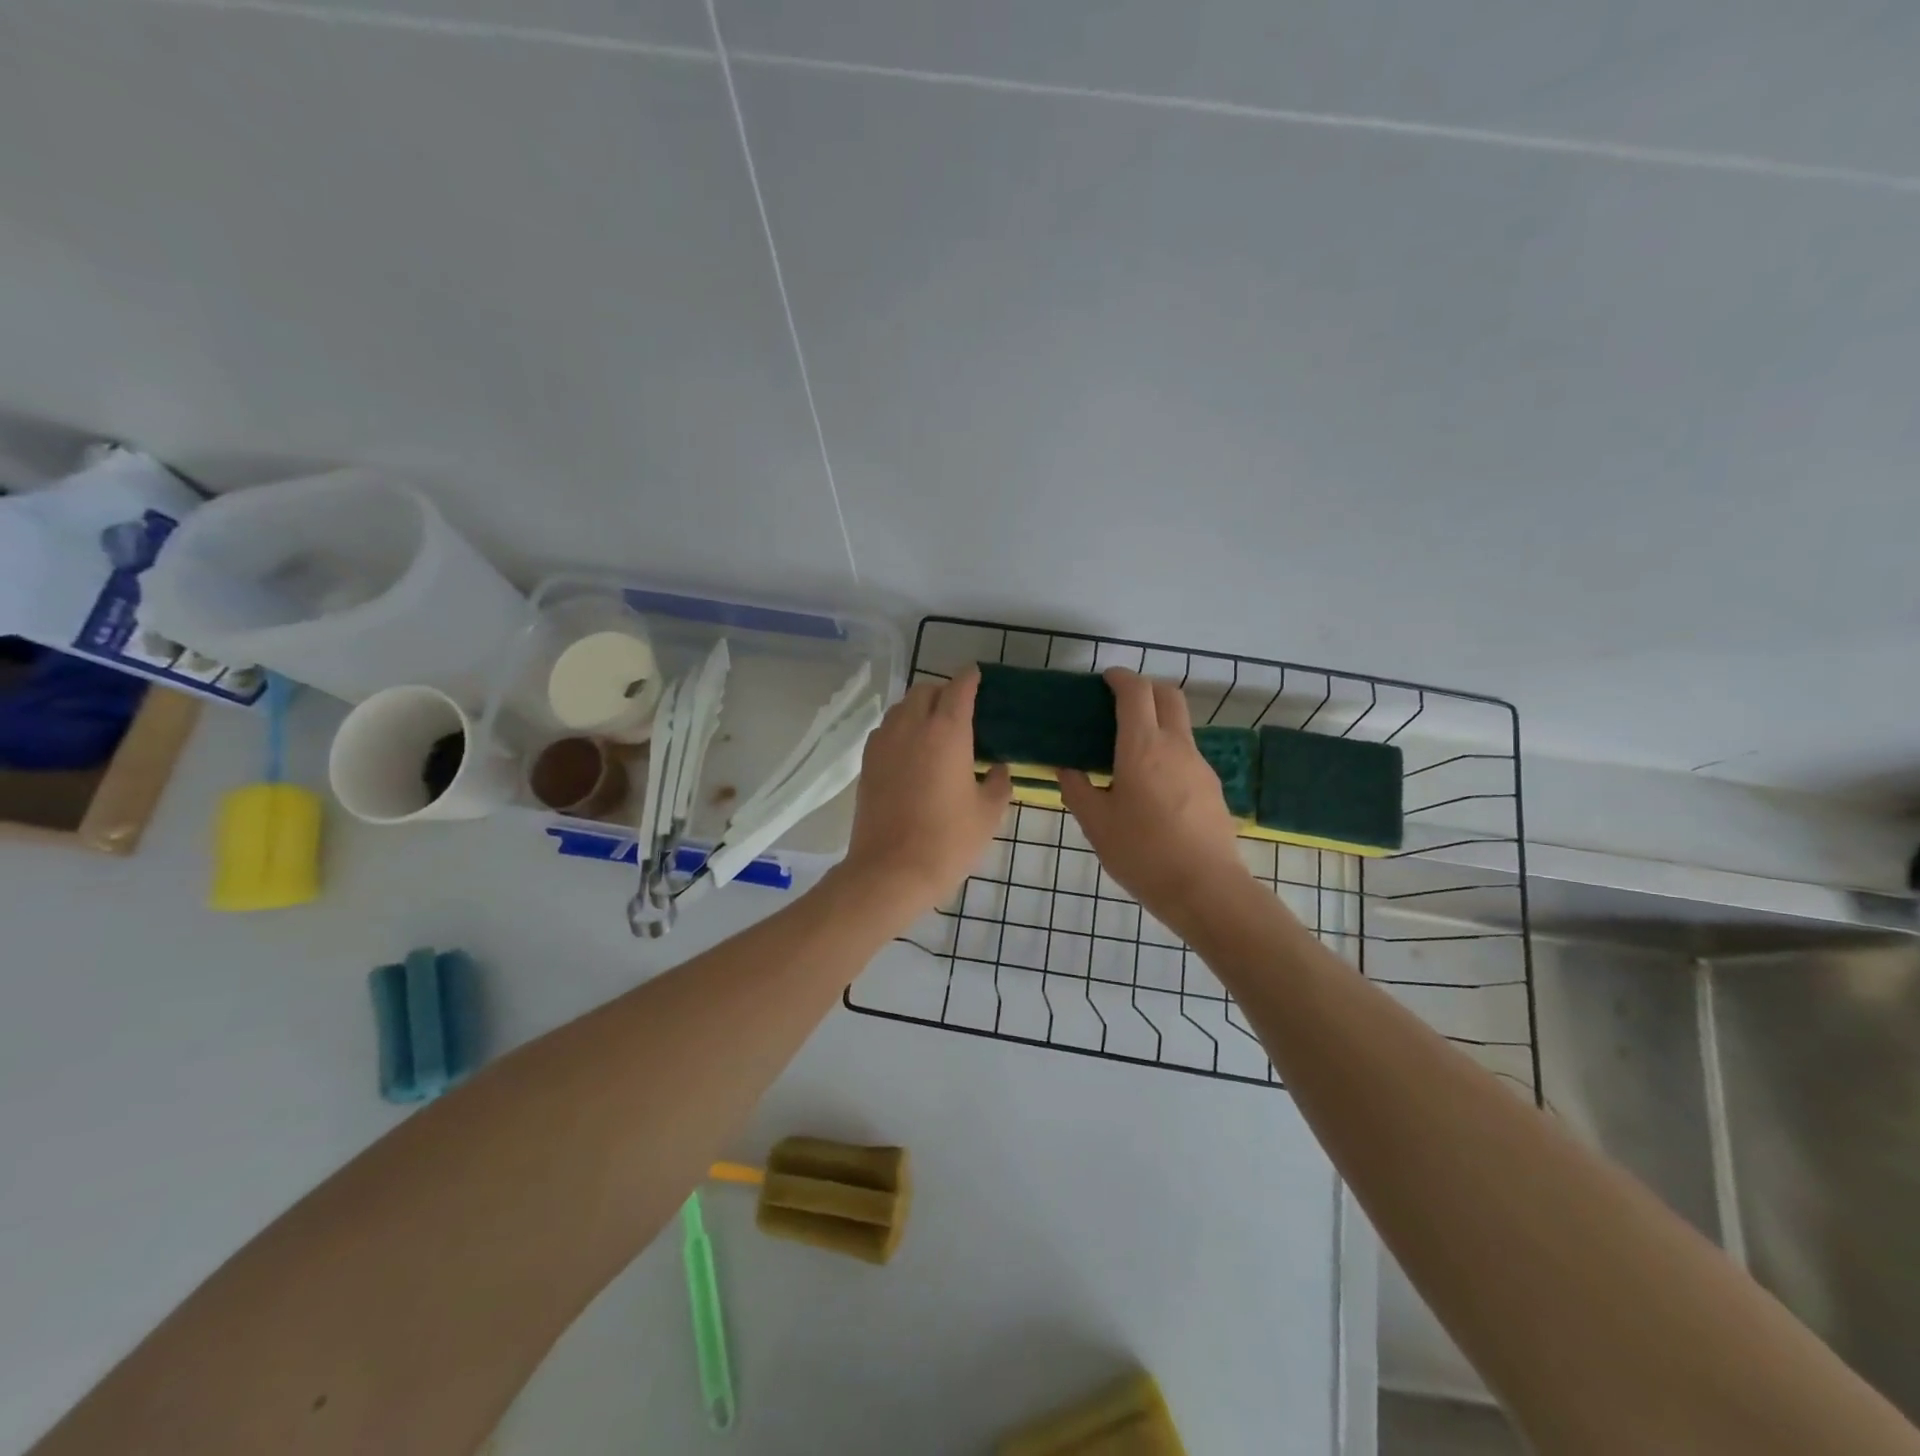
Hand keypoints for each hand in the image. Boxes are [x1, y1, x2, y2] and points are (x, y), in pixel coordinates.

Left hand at [840, 666, 1010, 920]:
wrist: (890, 871)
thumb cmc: (948, 841)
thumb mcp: (988, 814)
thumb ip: (999, 783)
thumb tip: (998, 769)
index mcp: (947, 731)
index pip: (959, 686)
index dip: (971, 678)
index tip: (979, 677)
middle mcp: (911, 726)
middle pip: (926, 690)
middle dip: (944, 691)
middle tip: (961, 711)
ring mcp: (884, 743)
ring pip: (901, 707)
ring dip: (919, 708)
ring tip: (935, 730)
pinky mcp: (867, 762)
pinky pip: (886, 730)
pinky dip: (900, 729)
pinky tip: (911, 752)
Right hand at [1059, 668, 1252, 933]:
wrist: (1206, 889)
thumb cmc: (1142, 853)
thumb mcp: (1096, 824)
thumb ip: (1077, 789)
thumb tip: (1066, 768)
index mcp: (1143, 747)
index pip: (1136, 692)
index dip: (1121, 678)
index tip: (1105, 680)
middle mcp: (1176, 746)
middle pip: (1169, 695)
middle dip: (1145, 689)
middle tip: (1120, 705)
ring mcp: (1200, 765)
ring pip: (1181, 725)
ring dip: (1158, 720)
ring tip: (1131, 749)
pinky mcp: (1212, 787)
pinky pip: (1187, 753)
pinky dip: (1168, 750)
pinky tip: (1152, 783)